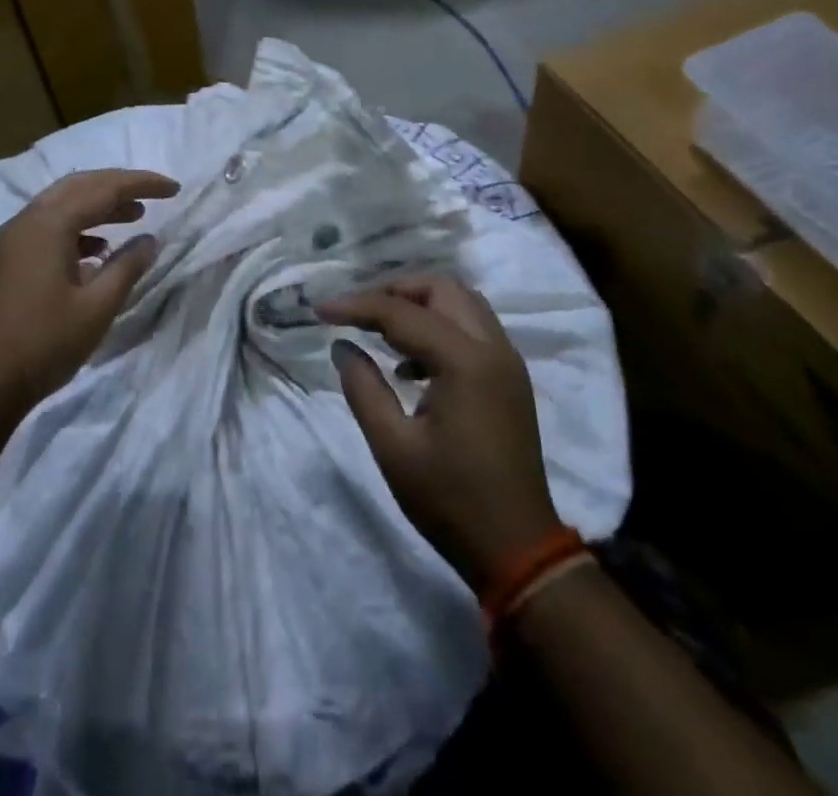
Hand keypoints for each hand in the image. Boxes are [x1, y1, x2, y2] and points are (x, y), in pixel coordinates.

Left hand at [0, 169, 178, 414]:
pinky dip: (77, 227)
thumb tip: (149, 240)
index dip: (142, 184)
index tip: (174, 188)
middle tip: (153, 195)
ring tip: (134, 216)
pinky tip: (98, 249)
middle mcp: (26, 221)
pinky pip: (47, 227)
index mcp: (48, 225)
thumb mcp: (98, 307)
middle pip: (79, 186)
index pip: (103, 188)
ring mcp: (11, 241)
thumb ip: (127, 266)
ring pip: (61, 205)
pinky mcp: (6, 260)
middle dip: (118, 186)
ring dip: (98, 205)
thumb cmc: (45, 343)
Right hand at [321, 275, 562, 592]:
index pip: (402, 312)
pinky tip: (411, 366)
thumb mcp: (393, 447)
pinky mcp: (511, 378)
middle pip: (441, 288)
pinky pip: (474, 328)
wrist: (518, 549)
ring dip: (420, 305)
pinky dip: (441, 327)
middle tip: (357, 313)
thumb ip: (363, 388)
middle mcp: (493, 347)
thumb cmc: (450, 501)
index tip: (319, 310)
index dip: (356, 306)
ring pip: (462, 302)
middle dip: (394, 291)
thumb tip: (342, 346)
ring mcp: (508, 361)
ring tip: (381, 333)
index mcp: (465, 361)